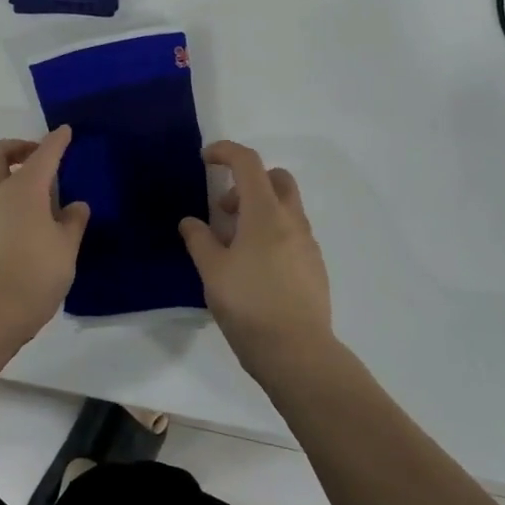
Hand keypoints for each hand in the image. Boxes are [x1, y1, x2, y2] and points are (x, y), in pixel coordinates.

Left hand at [0, 127, 90, 342]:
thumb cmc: (34, 273)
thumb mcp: (66, 248)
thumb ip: (72, 222)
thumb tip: (75, 206)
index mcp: (24, 188)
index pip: (43, 155)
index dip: (56, 141)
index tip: (65, 132)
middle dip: (14, 146)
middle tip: (35, 157)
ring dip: (0, 171)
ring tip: (25, 186)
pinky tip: (20, 217)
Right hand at [179, 141, 334, 383]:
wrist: (298, 353)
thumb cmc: (249, 306)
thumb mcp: (213, 272)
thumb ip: (199, 240)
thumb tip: (190, 222)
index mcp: (265, 213)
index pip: (248, 163)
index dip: (226, 152)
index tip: (205, 159)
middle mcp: (291, 220)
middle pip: (276, 178)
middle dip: (248, 181)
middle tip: (224, 209)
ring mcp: (308, 244)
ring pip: (286, 207)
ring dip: (259, 210)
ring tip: (234, 245)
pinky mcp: (314, 266)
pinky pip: (292, 233)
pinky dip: (272, 233)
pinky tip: (255, 267)